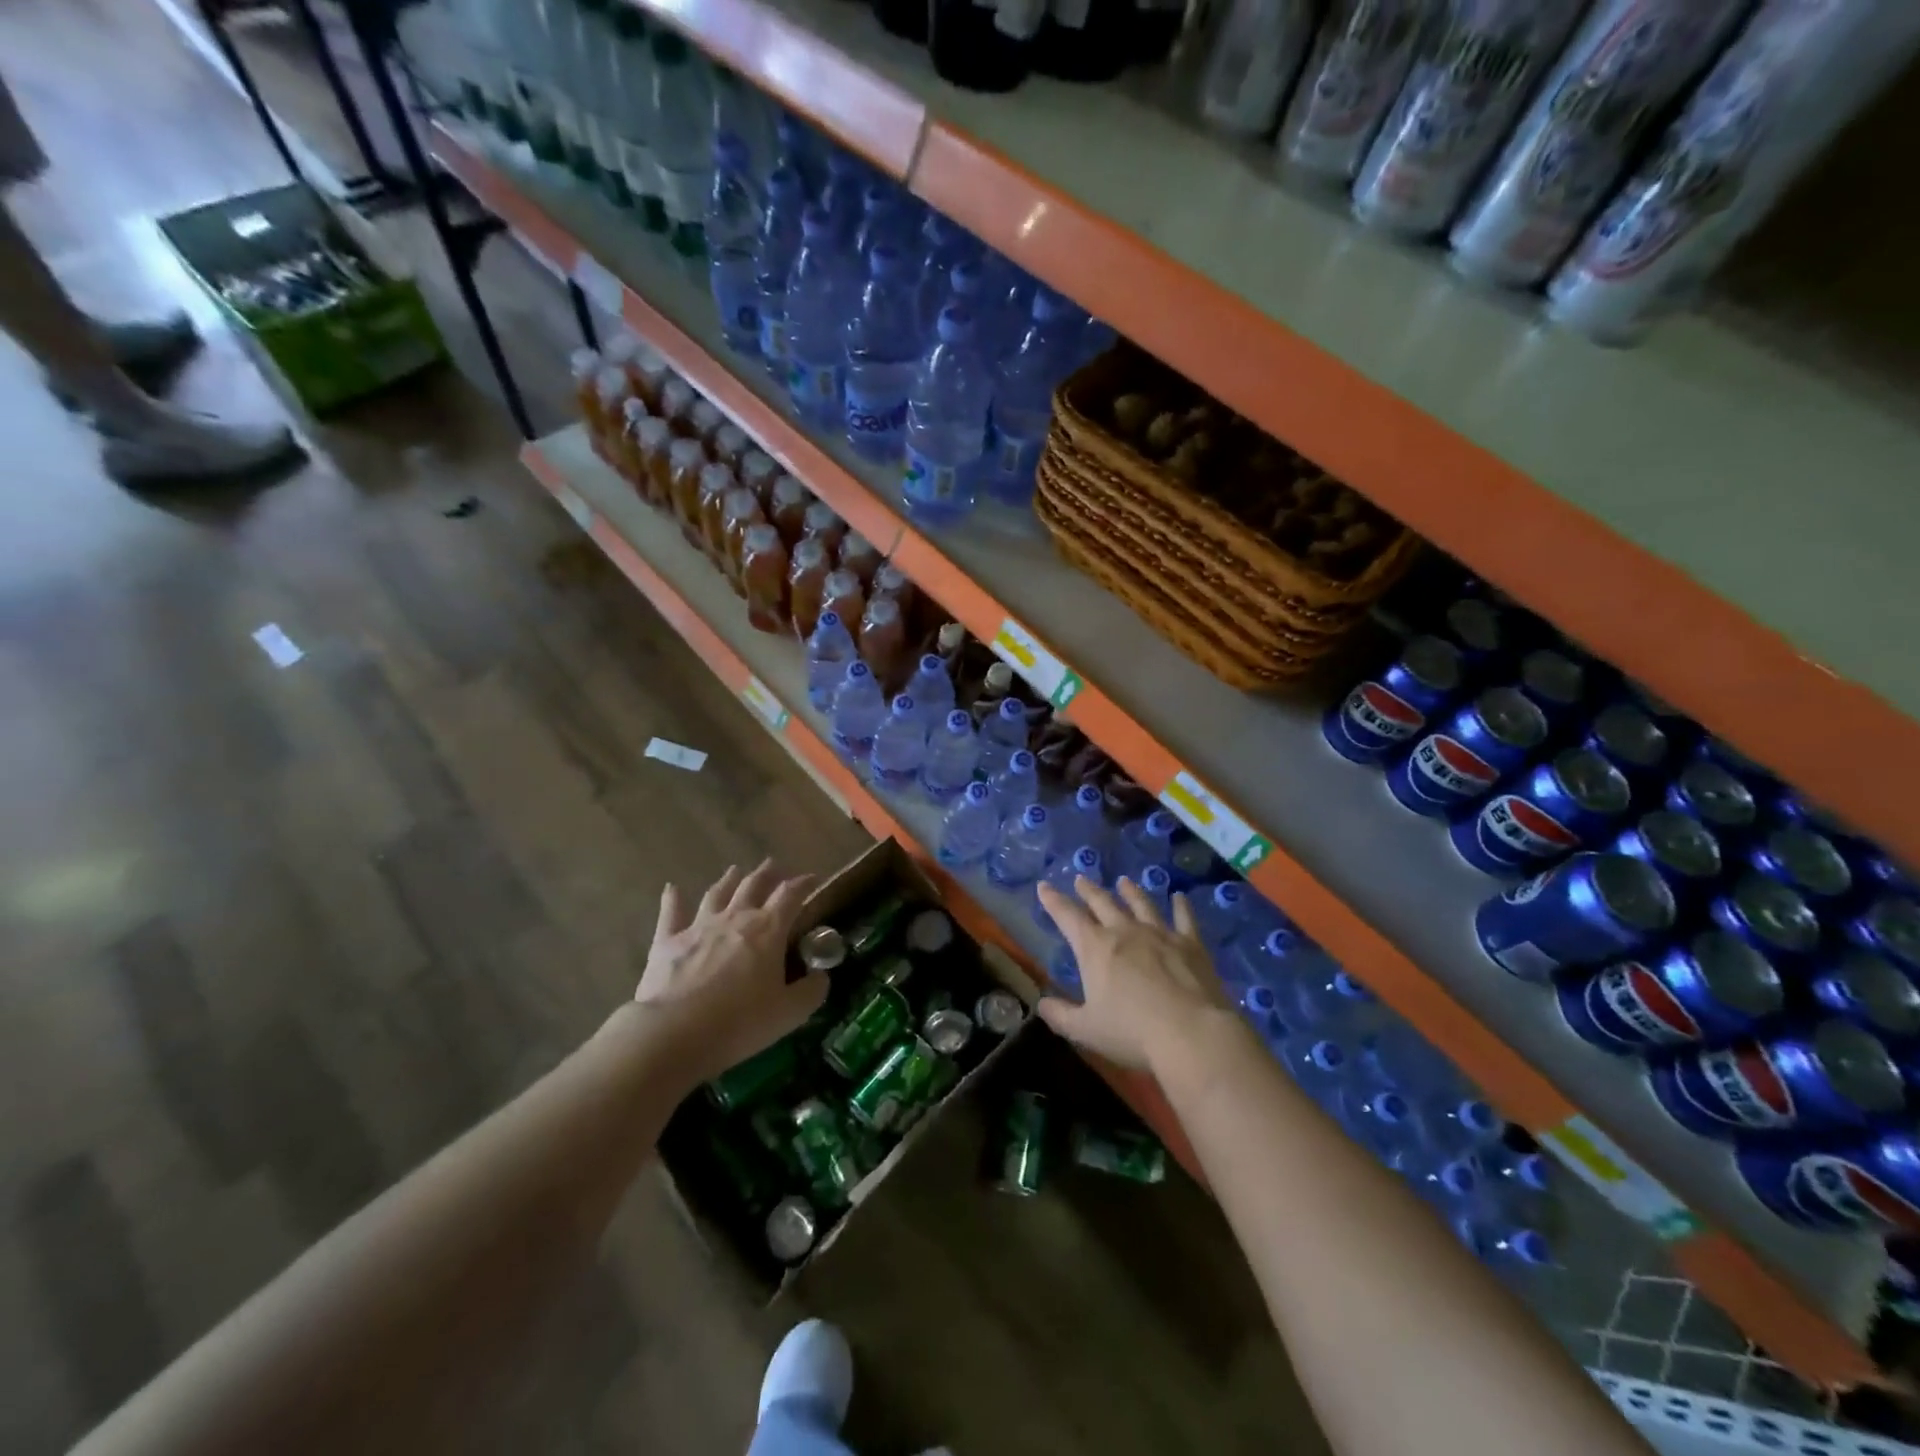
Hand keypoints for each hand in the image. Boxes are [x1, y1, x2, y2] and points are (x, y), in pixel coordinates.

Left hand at [633, 860, 821, 1084]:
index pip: (790, 895)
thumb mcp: (789, 1013)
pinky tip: (672, 888)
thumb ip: (811, 991)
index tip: (812, 879)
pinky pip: (671, 913)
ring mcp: (699, 926)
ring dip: (729, 880)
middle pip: (753, 885)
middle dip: (767, 873)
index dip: (803, 884)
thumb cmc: (740, 1022)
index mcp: (768, 929)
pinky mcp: (668, 941)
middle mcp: (735, 918)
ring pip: (717, 893)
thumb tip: (821, 976)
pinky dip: (673, 899)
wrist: (674, 1032)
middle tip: (773, 865)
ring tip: (735, 870)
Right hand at [1035, 876, 1237, 1072]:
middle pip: (1103, 903)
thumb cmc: (1132, 1032)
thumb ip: (1060, 1015)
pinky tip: (1180, 897)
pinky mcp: (1190, 944)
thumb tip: (1041, 1004)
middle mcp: (1125, 931)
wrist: (1192, 1034)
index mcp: (1095, 948)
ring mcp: (1160, 934)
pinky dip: (1181, 906)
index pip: (1067, 917)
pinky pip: (1184, 918)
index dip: (1053, 901)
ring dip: (1130, 891)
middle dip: (1089, 891)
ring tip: (1124, 881)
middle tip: (1081, 879)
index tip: (1044, 886)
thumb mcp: (1086, 1030)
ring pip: (1141, 904)